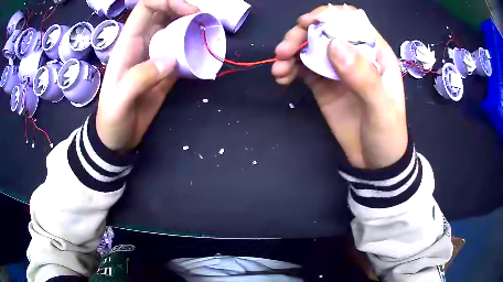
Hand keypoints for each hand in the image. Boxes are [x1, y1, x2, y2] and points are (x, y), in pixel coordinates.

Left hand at [96, 0, 197, 151]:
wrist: (117, 138)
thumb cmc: (112, 120)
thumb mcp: (119, 101)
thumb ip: (139, 79)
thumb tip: (171, 60)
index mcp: (128, 43)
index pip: (146, 7)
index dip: (168, 1)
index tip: (189, 11)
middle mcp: (143, 43)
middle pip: (165, 13)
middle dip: (185, 10)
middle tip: (204, 21)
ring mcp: (155, 56)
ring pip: (176, 29)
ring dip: (193, 27)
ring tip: (209, 34)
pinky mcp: (166, 70)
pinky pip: (182, 51)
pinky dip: (195, 48)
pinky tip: (205, 53)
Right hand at [272, 5, 407, 168]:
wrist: (375, 162)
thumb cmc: (387, 134)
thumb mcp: (381, 108)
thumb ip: (363, 77)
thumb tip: (334, 45)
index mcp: (375, 52)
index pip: (351, 21)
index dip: (328, 17)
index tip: (306, 24)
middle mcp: (354, 55)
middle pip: (324, 31)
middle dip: (300, 35)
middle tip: (284, 51)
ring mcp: (336, 68)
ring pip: (309, 47)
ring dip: (290, 52)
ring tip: (279, 68)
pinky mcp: (323, 84)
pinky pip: (302, 68)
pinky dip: (289, 68)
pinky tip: (281, 77)